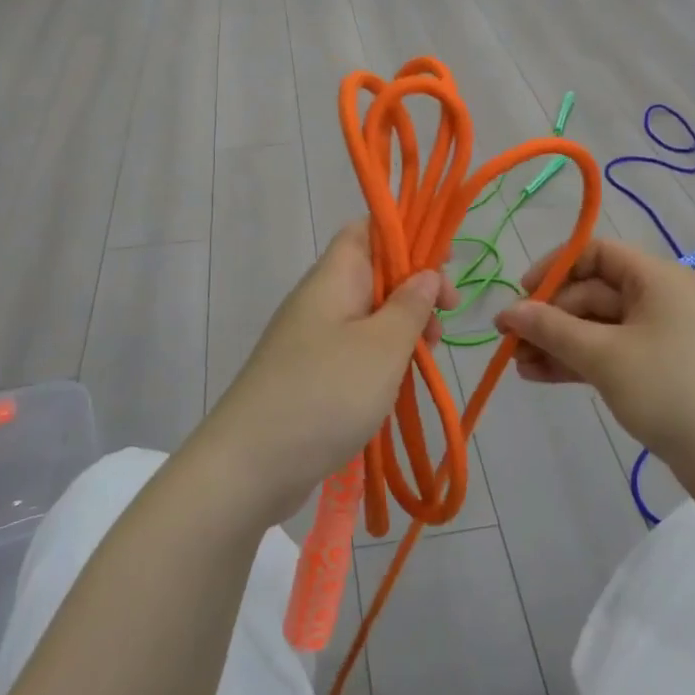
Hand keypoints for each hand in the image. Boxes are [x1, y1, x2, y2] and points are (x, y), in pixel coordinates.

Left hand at [199, 223, 456, 521]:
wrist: (249, 465)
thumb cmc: (325, 393)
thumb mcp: (383, 347)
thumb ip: (410, 306)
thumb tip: (425, 274)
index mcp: (333, 278)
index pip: (367, 229)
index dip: (407, 234)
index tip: (445, 261)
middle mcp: (319, 299)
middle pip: (372, 272)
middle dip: (414, 289)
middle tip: (445, 319)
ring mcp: (310, 338)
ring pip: (366, 314)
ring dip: (402, 328)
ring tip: (428, 356)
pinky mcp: (308, 374)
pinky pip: (353, 349)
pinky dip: (381, 358)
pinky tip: (397, 383)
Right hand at [497, 239, 694, 469]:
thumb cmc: (669, 390)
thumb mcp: (603, 355)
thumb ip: (551, 328)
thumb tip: (507, 311)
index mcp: (655, 278)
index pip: (595, 253)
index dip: (554, 268)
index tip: (521, 294)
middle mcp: (658, 298)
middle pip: (590, 293)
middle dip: (548, 316)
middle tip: (509, 340)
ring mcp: (657, 336)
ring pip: (595, 327)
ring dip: (555, 342)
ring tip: (516, 363)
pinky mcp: (655, 369)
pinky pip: (607, 353)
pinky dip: (575, 361)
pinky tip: (538, 375)